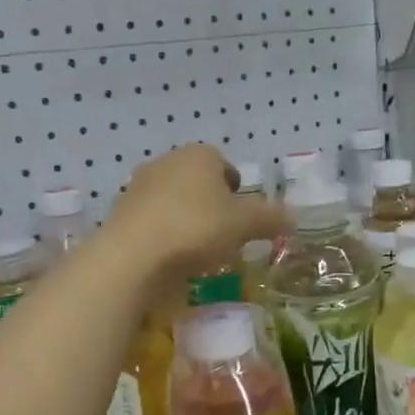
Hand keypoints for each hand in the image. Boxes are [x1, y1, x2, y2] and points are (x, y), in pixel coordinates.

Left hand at [105, 144, 286, 285]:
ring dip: (187, 220)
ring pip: (174, 201)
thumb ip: (270, 218)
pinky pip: (153, 221)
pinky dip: (165, 235)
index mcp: (199, 155)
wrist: (132, 256)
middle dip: (211, 205)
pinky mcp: (121, 213)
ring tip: (198, 251)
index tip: (242, 218)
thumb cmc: (196, 229)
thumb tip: (293, 216)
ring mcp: (138, 186)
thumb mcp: (244, 225)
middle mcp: (166, 161)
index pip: (225, 165)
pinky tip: (171, 258)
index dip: (237, 191)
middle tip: (224, 236)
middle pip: (198, 182)